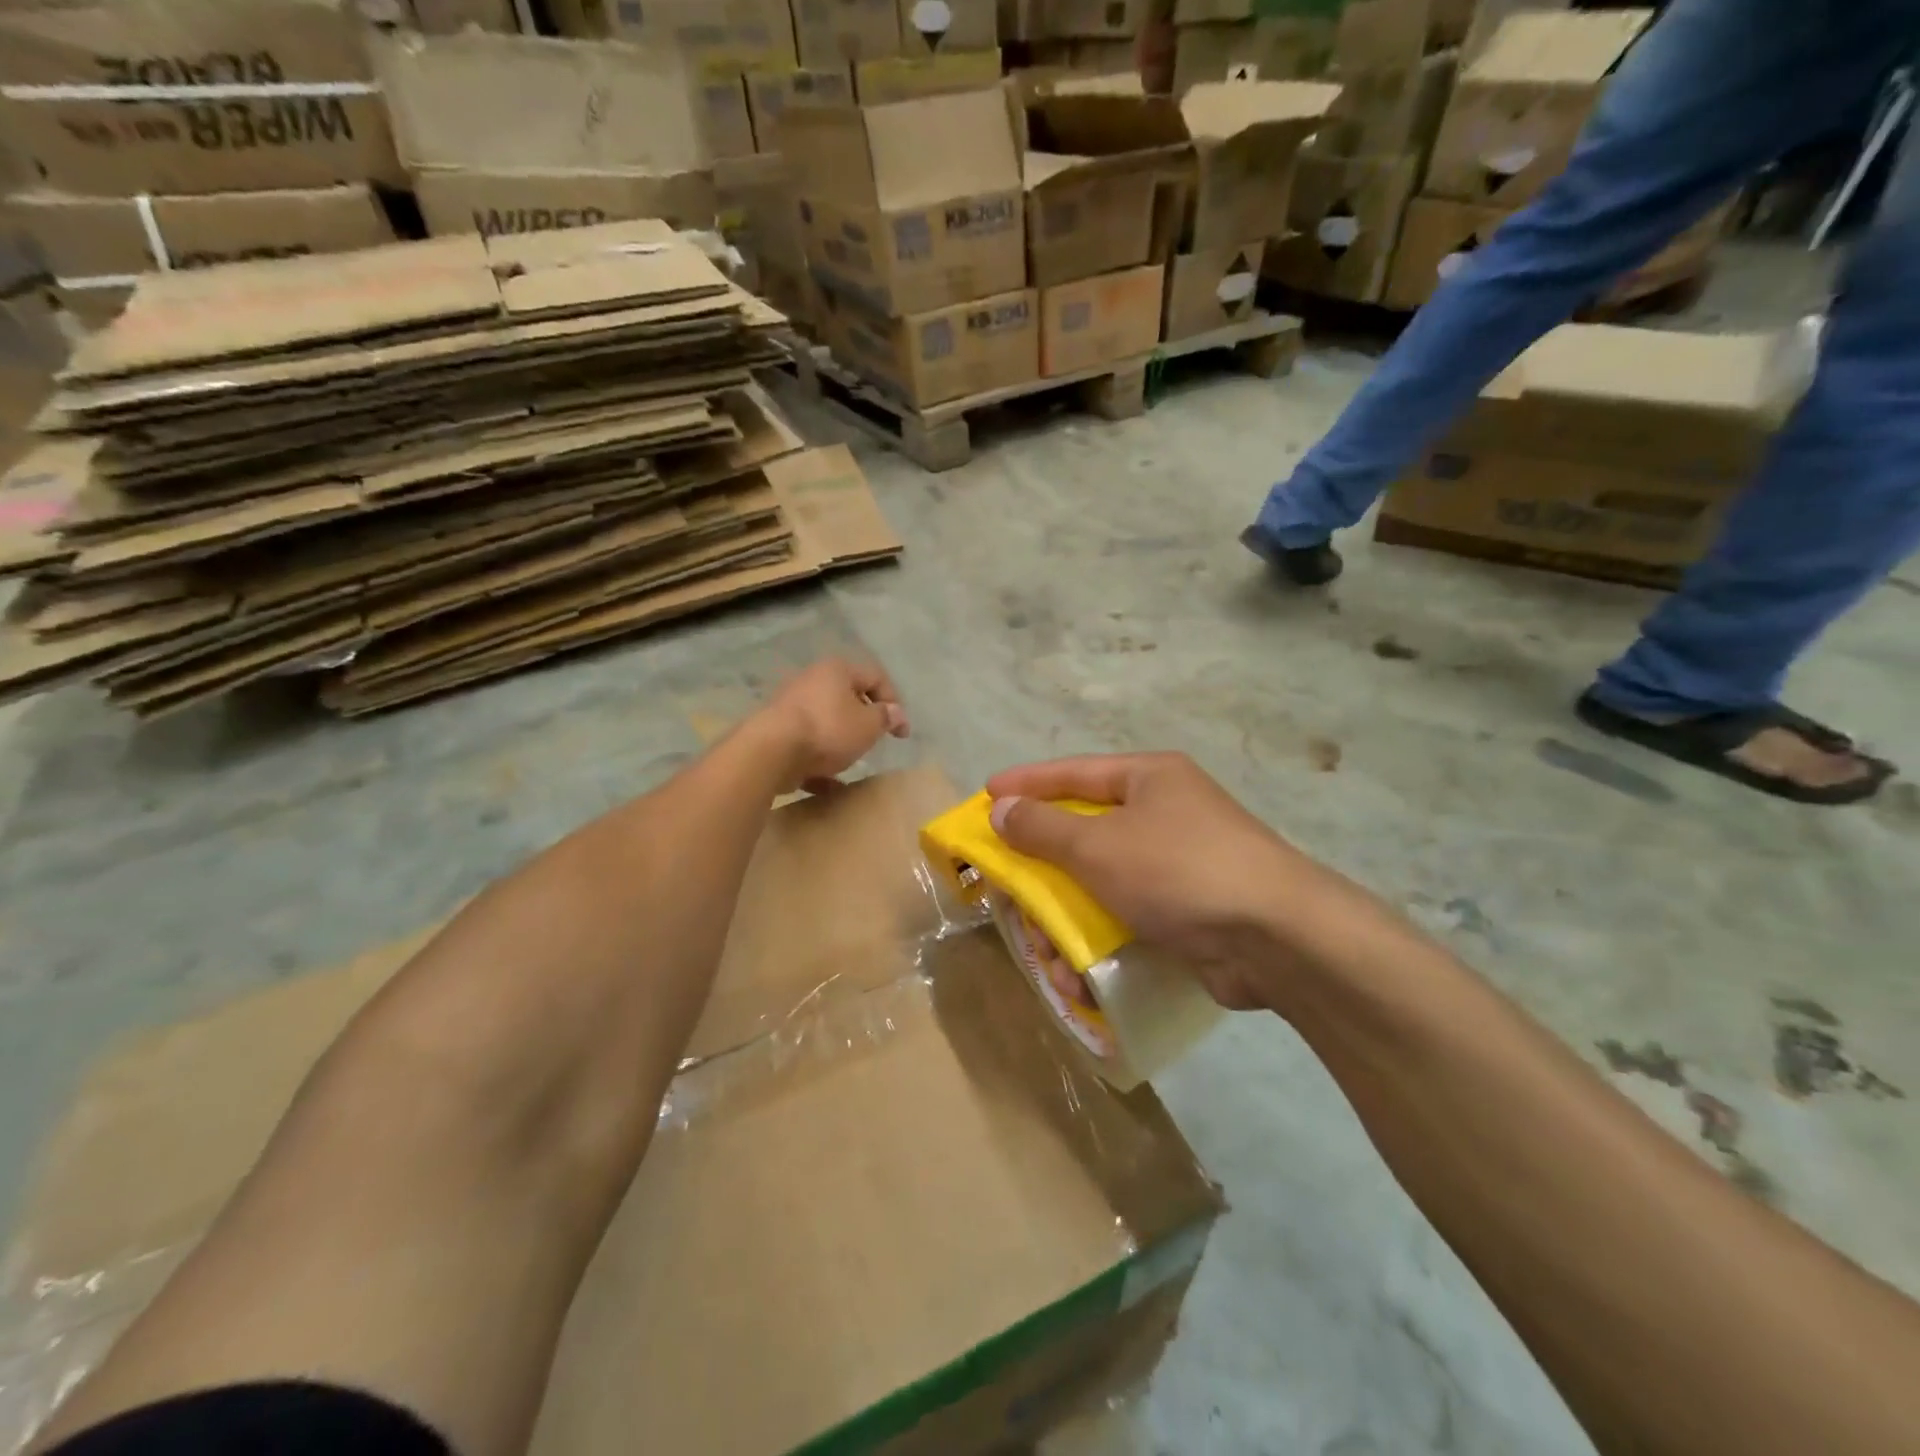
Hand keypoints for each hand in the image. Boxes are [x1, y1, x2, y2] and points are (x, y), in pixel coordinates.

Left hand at [761, 658, 908, 793]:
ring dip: (840, 741)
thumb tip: (895, 712)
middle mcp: (811, 681)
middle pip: (846, 697)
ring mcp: (789, 706)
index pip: (875, 676)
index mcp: (837, 670)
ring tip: (851, 762)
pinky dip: (819, 763)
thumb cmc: (828, 730)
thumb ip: (885, 718)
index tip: (901, 732)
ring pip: (824, 722)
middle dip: (863, 720)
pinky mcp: (775, 733)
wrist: (770, 752)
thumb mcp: (868, 725)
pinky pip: (805, 746)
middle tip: (875, 741)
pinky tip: (830, 785)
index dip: (894, 703)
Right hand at [985, 753, 1395, 1012]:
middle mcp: (1165, 813)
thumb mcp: (1099, 845)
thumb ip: (1043, 828)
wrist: (1276, 937)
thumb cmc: (1178, 870)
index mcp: (1149, 779)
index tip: (986, 793)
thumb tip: (1001, 808)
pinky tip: (1079, 976)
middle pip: (1084, 833)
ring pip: (1101, 883)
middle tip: (1008, 887)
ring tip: (1048, 954)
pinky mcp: (1188, 910)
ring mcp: (1179, 863)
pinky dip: (1099, 941)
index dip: (1026, 783)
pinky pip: (1126, 916)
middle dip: (1043, 870)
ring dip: (1067, 920)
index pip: (1073, 772)